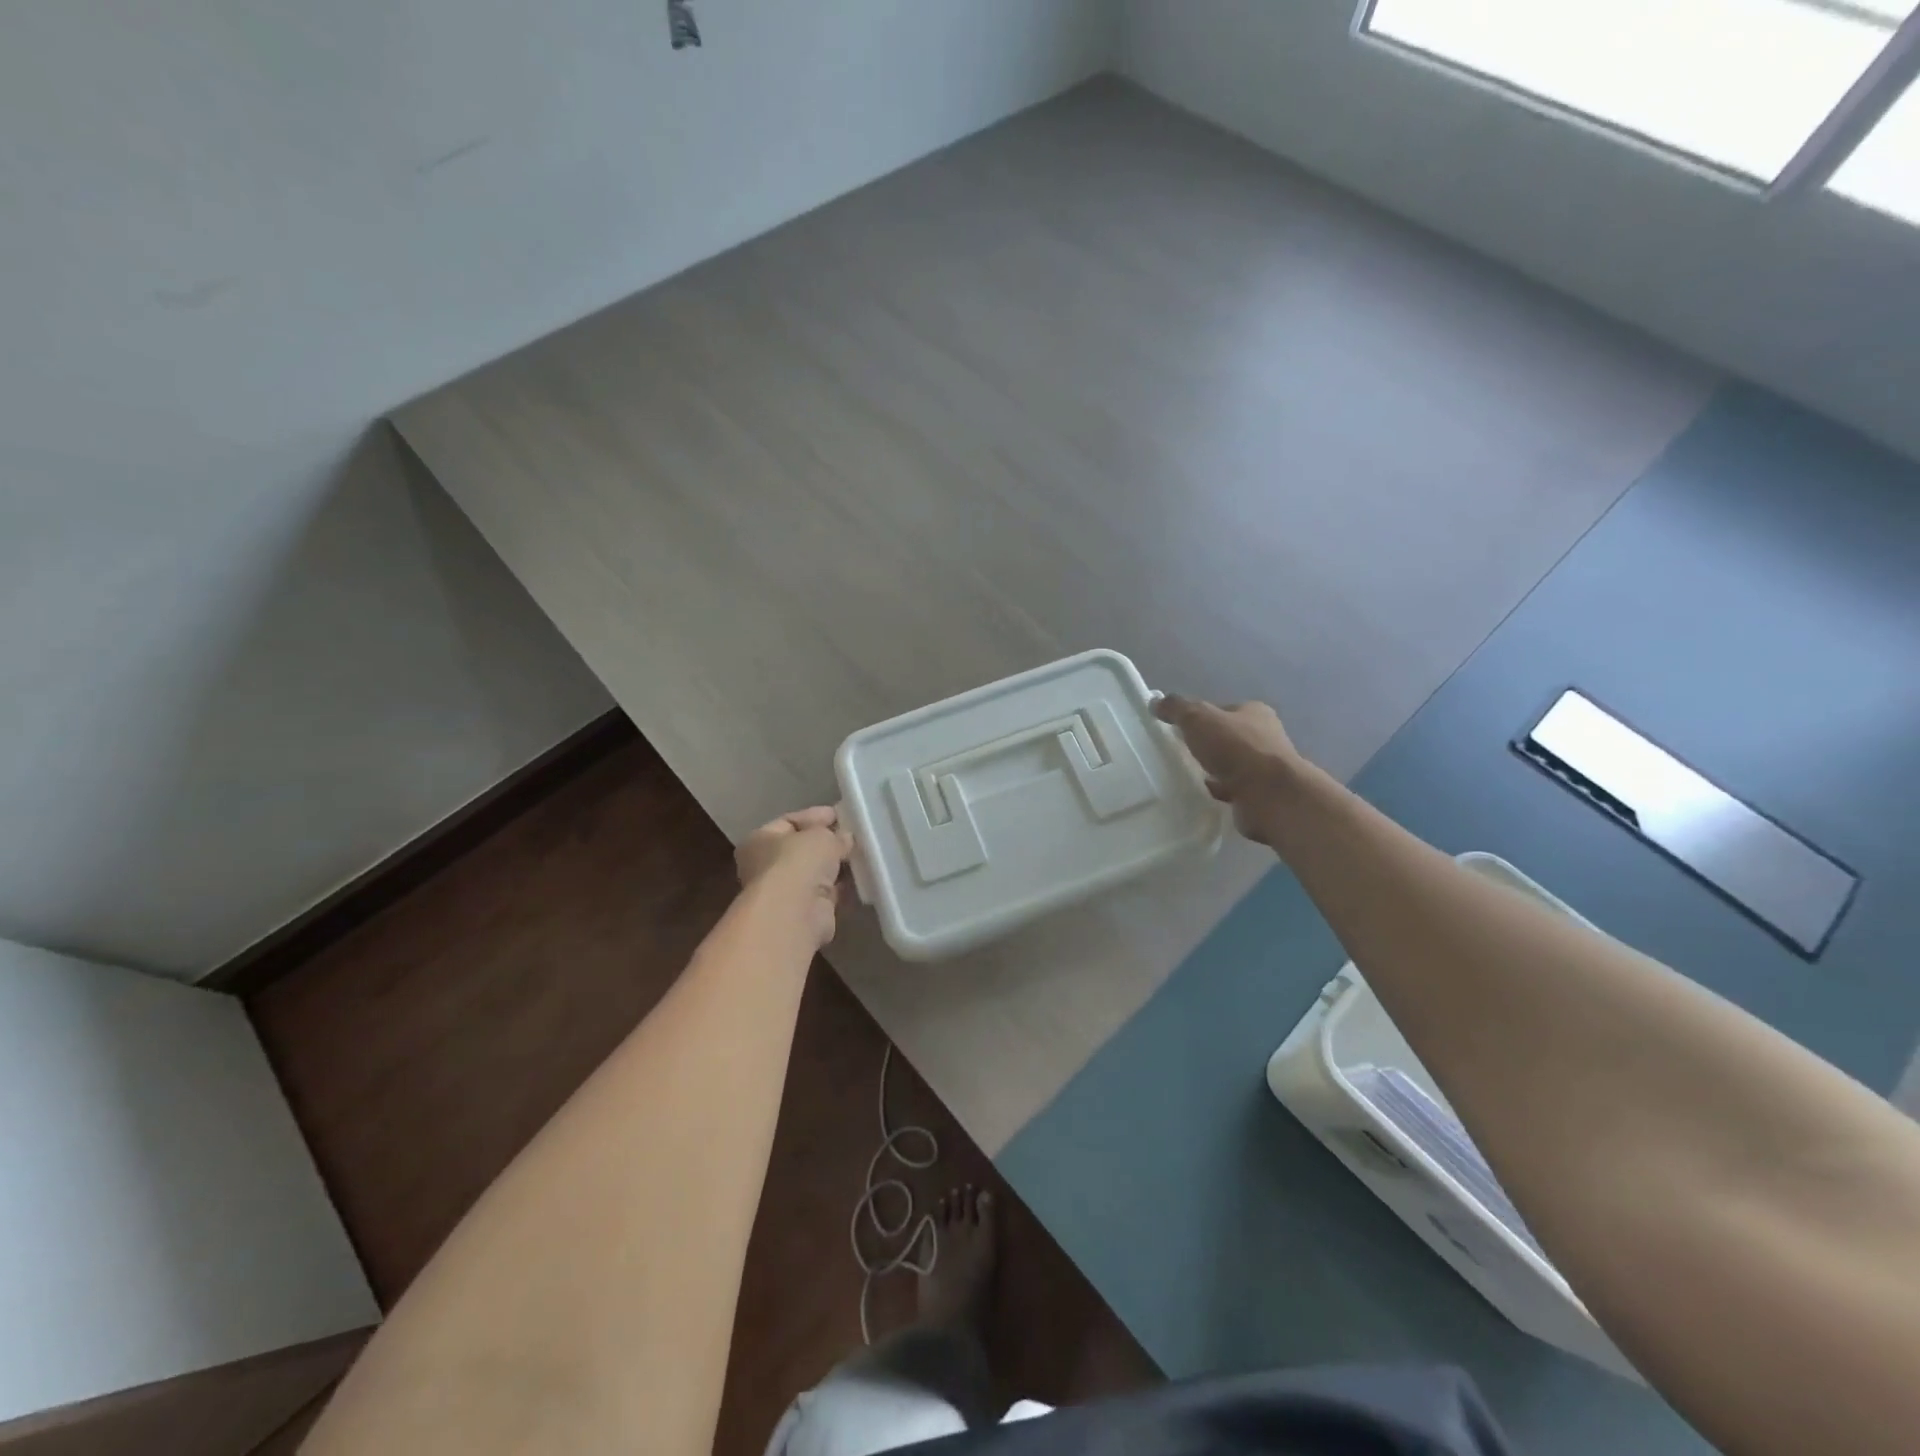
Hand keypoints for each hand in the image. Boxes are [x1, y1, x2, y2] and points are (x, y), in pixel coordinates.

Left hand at [735, 807, 852, 947]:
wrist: (795, 913)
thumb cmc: (798, 862)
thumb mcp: (821, 836)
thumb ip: (835, 834)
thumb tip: (845, 838)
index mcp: (759, 840)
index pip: (789, 822)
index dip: (815, 816)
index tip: (841, 814)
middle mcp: (766, 866)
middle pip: (801, 849)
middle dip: (827, 842)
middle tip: (853, 835)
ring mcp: (784, 891)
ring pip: (815, 872)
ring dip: (835, 865)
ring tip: (861, 854)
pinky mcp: (804, 912)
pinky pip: (826, 892)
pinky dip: (840, 885)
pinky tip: (859, 876)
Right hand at [1152, 695, 1304, 846]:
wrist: (1269, 795)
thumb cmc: (1236, 748)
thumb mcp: (1198, 718)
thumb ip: (1176, 708)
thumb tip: (1155, 702)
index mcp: (1254, 713)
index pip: (1223, 710)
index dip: (1200, 716)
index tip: (1177, 728)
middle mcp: (1264, 737)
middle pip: (1227, 737)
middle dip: (1206, 744)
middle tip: (1179, 752)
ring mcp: (1264, 768)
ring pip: (1230, 765)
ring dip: (1212, 769)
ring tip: (1185, 775)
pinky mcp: (1260, 795)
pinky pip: (1232, 789)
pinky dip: (1217, 791)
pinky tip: (1200, 794)